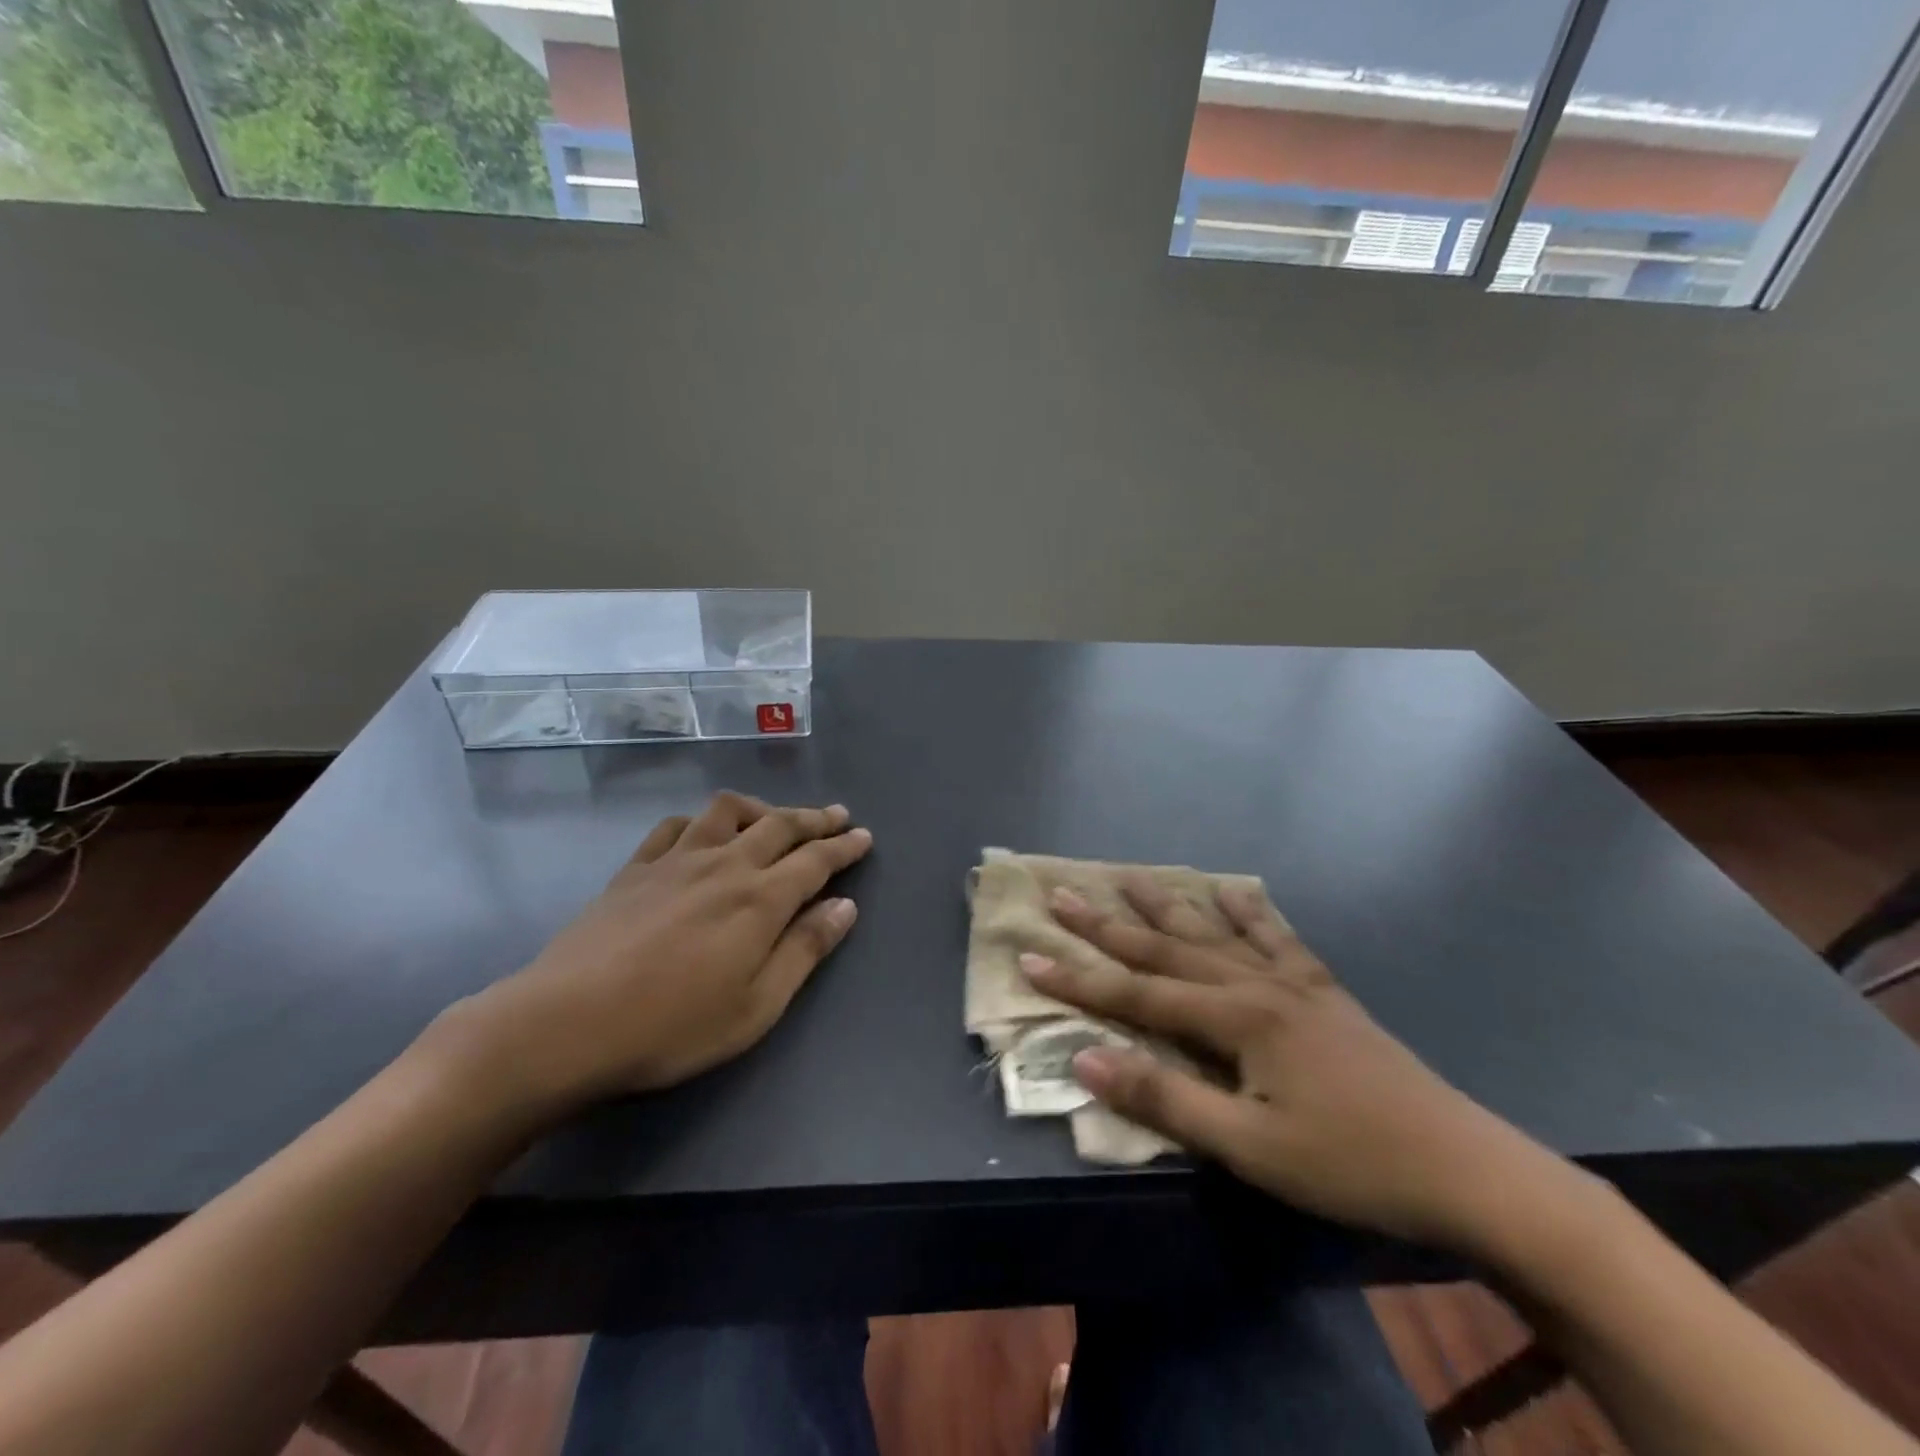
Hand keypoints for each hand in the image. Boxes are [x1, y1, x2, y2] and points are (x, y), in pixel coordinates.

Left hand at [453, 792, 872, 1114]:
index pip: (815, 860)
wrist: (566, 1023)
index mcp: (760, 899)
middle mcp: (724, 864)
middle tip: (838, 816)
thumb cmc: (673, 1026)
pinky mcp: (635, 868)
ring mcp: (676, 860)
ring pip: (727, 812)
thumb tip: (846, 906)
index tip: (864, 836)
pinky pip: (676, 826)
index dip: (844, 846)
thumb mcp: (757, 1005)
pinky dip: (702, 821)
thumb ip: (805, 949)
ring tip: (774, 818)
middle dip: (814, 818)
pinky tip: (703, 833)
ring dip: (760, 808)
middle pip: (779, 825)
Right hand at [1022, 879, 1574, 1257]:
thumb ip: (1166, 1096)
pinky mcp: (1323, 991)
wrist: (1464, 1168)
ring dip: (1167, 904)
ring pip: (1214, 931)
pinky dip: (1249, 911)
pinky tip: (1237, 891)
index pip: (1136, 993)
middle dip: (1108, 924)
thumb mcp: (1249, 1146)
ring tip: (1130, 875)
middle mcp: (1256, 984)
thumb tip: (1086, 1055)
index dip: (1078, 977)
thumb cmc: (1349, 1163)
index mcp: (1235, 1018)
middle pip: (1167, 947)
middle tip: (1063, 893)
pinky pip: (1277, 937)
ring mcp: (1293, 982)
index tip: (1027, 954)